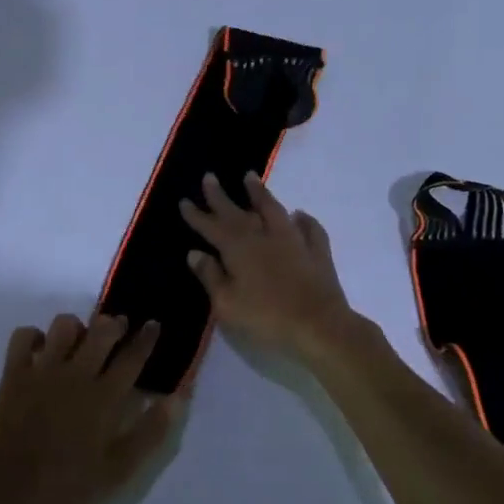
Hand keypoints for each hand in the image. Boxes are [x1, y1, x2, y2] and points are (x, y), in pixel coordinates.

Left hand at [0, 312, 179, 503]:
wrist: (9, 490)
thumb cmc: (68, 485)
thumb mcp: (120, 470)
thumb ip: (151, 432)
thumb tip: (177, 398)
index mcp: (105, 396)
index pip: (132, 357)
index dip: (147, 338)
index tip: (154, 324)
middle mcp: (77, 373)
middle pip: (102, 331)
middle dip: (115, 323)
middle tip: (119, 329)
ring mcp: (43, 370)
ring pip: (64, 326)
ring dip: (76, 328)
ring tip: (79, 341)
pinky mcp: (14, 373)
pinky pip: (24, 335)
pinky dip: (34, 337)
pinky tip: (40, 350)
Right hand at [179, 172, 355, 357]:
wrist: (319, 326)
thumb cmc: (266, 318)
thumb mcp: (227, 304)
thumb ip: (210, 276)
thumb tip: (195, 253)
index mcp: (238, 249)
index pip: (212, 227)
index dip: (197, 215)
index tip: (184, 200)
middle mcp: (264, 236)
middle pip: (238, 212)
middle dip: (220, 196)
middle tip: (209, 177)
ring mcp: (294, 241)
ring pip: (273, 210)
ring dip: (260, 193)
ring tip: (250, 177)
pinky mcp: (317, 252)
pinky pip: (309, 228)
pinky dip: (303, 219)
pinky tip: (299, 215)